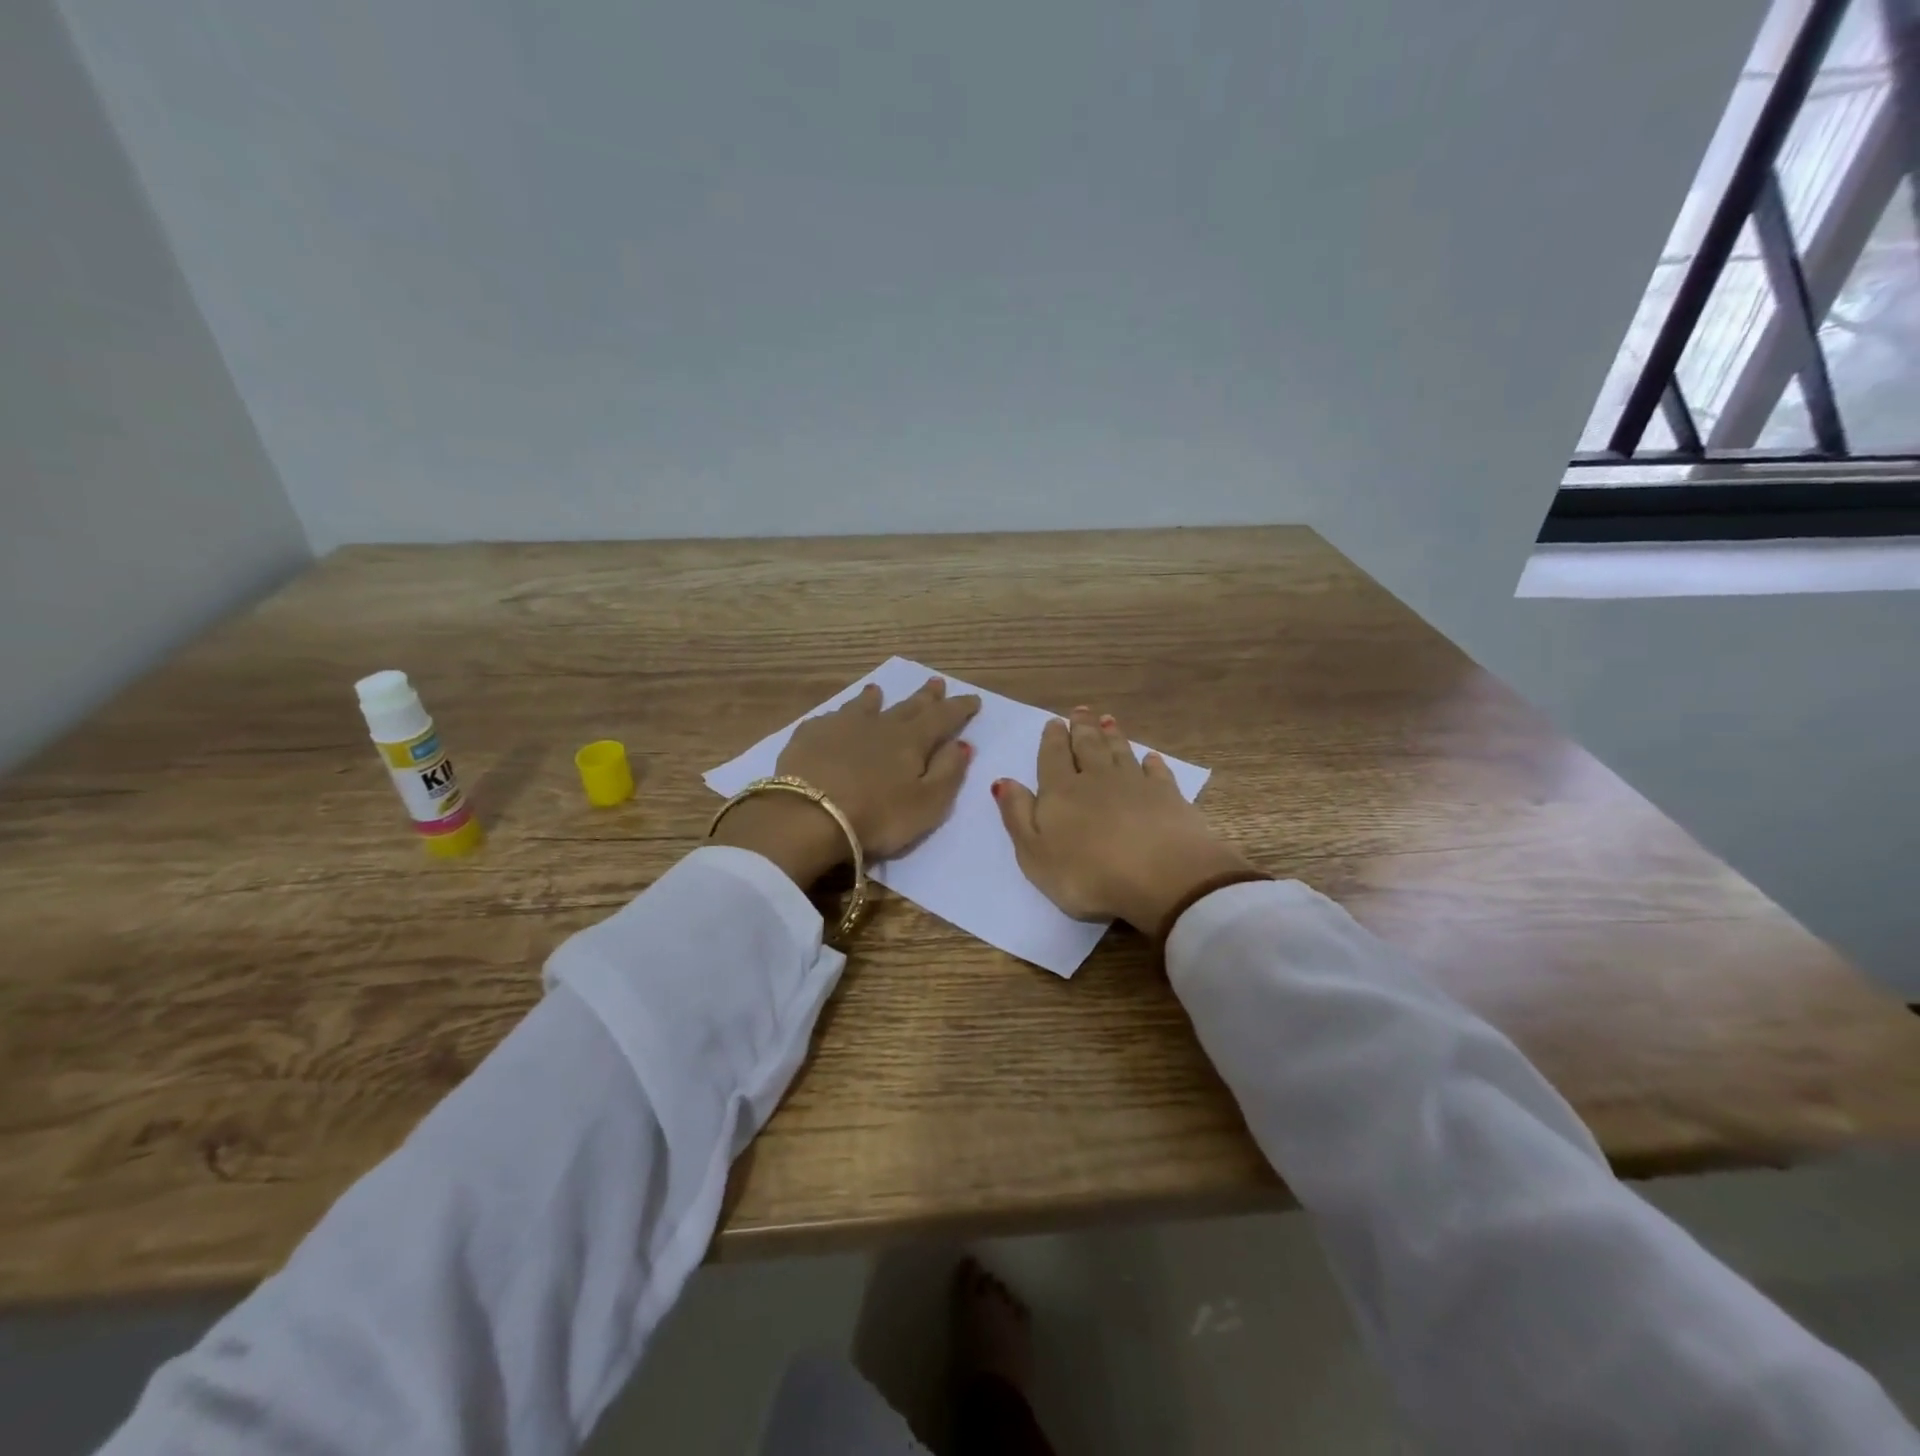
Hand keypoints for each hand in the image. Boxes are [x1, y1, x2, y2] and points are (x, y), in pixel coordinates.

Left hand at [712, 677, 980, 885]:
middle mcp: (879, 725)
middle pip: (907, 707)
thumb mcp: (927, 804)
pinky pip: (830, 719)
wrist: (807, 816)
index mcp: (911, 741)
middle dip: (925, 696)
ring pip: (864, 706)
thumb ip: (948, 773)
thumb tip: (963, 744)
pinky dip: (839, 715)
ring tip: (878, 690)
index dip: (959, 708)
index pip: (942, 718)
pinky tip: (835, 717)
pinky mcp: (809, 736)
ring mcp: (841, 727)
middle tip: (935, 682)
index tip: (972, 698)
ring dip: (875, 698)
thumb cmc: (877, 817)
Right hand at [992, 707, 1255, 933]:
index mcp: (1061, 791)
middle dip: (1082, 728)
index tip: (1054, 722)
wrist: (1161, 877)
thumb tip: (1003, 781)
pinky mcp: (1168, 797)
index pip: (1053, 757)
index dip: (1053, 739)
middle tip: (1080, 711)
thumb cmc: (1087, 874)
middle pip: (1088, 746)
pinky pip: (1157, 772)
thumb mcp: (1035, 853)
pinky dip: (1152, 762)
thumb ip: (1018, 815)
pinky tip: (1150, 757)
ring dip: (1113, 736)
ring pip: (1120, 752)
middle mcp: (1097, 779)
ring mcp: (1136, 784)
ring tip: (1107, 720)